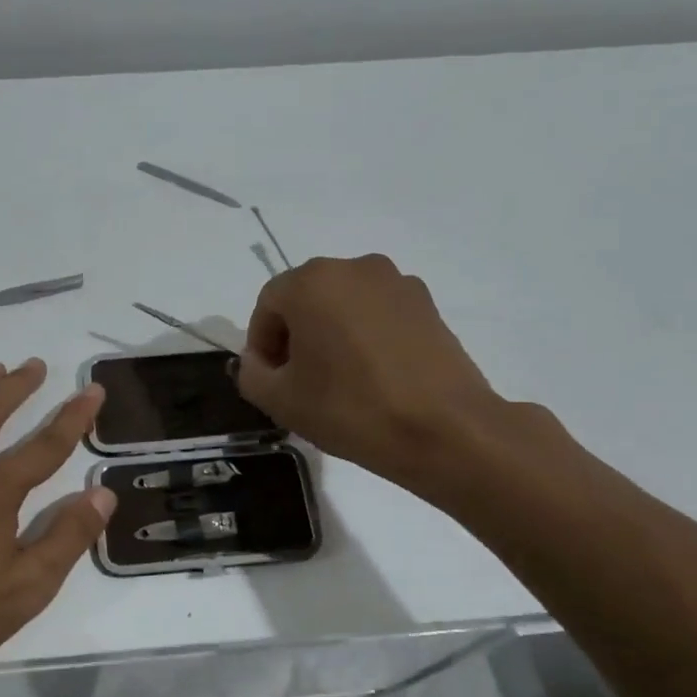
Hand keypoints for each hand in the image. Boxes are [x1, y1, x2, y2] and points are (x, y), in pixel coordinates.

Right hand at [236, 255, 507, 495]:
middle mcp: (354, 268)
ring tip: (340, 380)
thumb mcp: (280, 401)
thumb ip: (251, 374)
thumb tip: (258, 360)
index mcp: (312, 282)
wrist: (445, 429)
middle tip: (300, 382)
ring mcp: (397, 283)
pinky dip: (366, 337)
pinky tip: (374, 376)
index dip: (262, 345)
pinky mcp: (428, 304)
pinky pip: (378, 314)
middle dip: (295, 336)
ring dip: (331, 334)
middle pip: (307, 299)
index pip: (268, 306)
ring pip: (344, 305)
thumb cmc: (351, 409)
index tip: (271, 381)